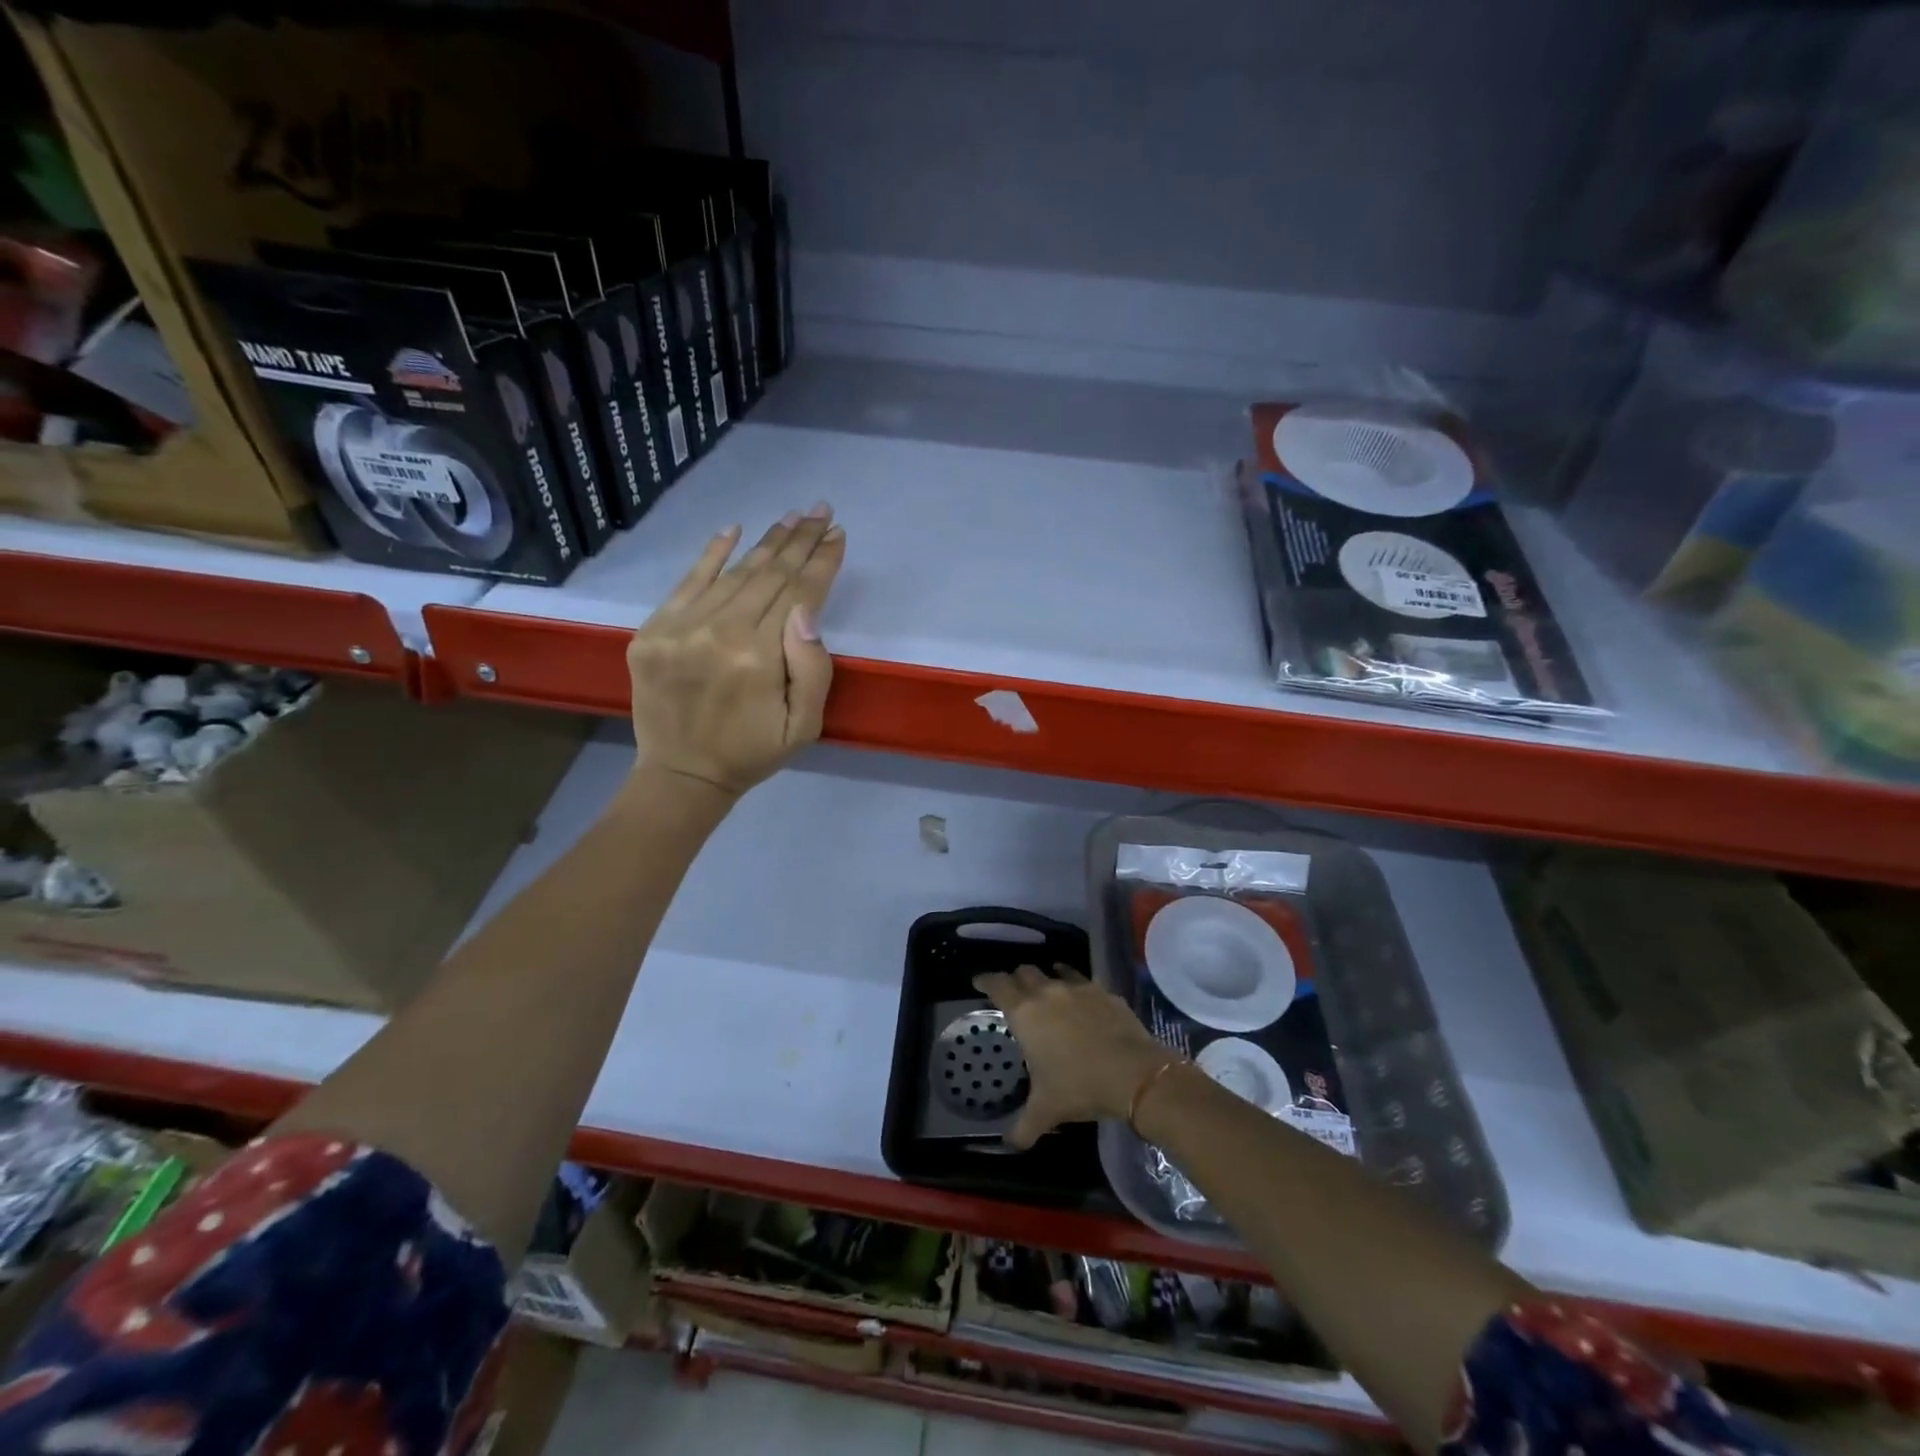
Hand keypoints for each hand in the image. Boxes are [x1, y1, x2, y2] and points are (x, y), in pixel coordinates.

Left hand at [626, 505, 845, 796]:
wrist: (682, 773)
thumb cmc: (753, 752)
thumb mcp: (804, 726)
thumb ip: (812, 669)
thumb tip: (806, 611)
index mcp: (759, 658)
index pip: (798, 594)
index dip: (821, 562)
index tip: (837, 534)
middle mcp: (719, 632)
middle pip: (769, 575)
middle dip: (800, 541)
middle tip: (820, 509)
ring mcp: (680, 627)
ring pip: (734, 573)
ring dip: (767, 543)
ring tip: (791, 518)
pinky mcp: (653, 629)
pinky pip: (687, 581)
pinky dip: (711, 554)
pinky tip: (733, 530)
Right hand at [973, 965, 1178, 1149]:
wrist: (1134, 1073)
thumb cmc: (1079, 1087)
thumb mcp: (1046, 1111)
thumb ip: (1023, 1126)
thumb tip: (1010, 1144)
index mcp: (1025, 1013)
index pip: (997, 985)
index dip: (985, 980)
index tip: (979, 981)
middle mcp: (1048, 992)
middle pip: (1025, 972)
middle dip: (1016, 979)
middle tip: (1014, 992)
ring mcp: (1079, 988)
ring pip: (1056, 971)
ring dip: (1048, 978)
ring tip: (1047, 989)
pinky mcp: (1105, 992)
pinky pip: (1085, 983)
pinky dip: (1077, 988)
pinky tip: (1082, 1002)